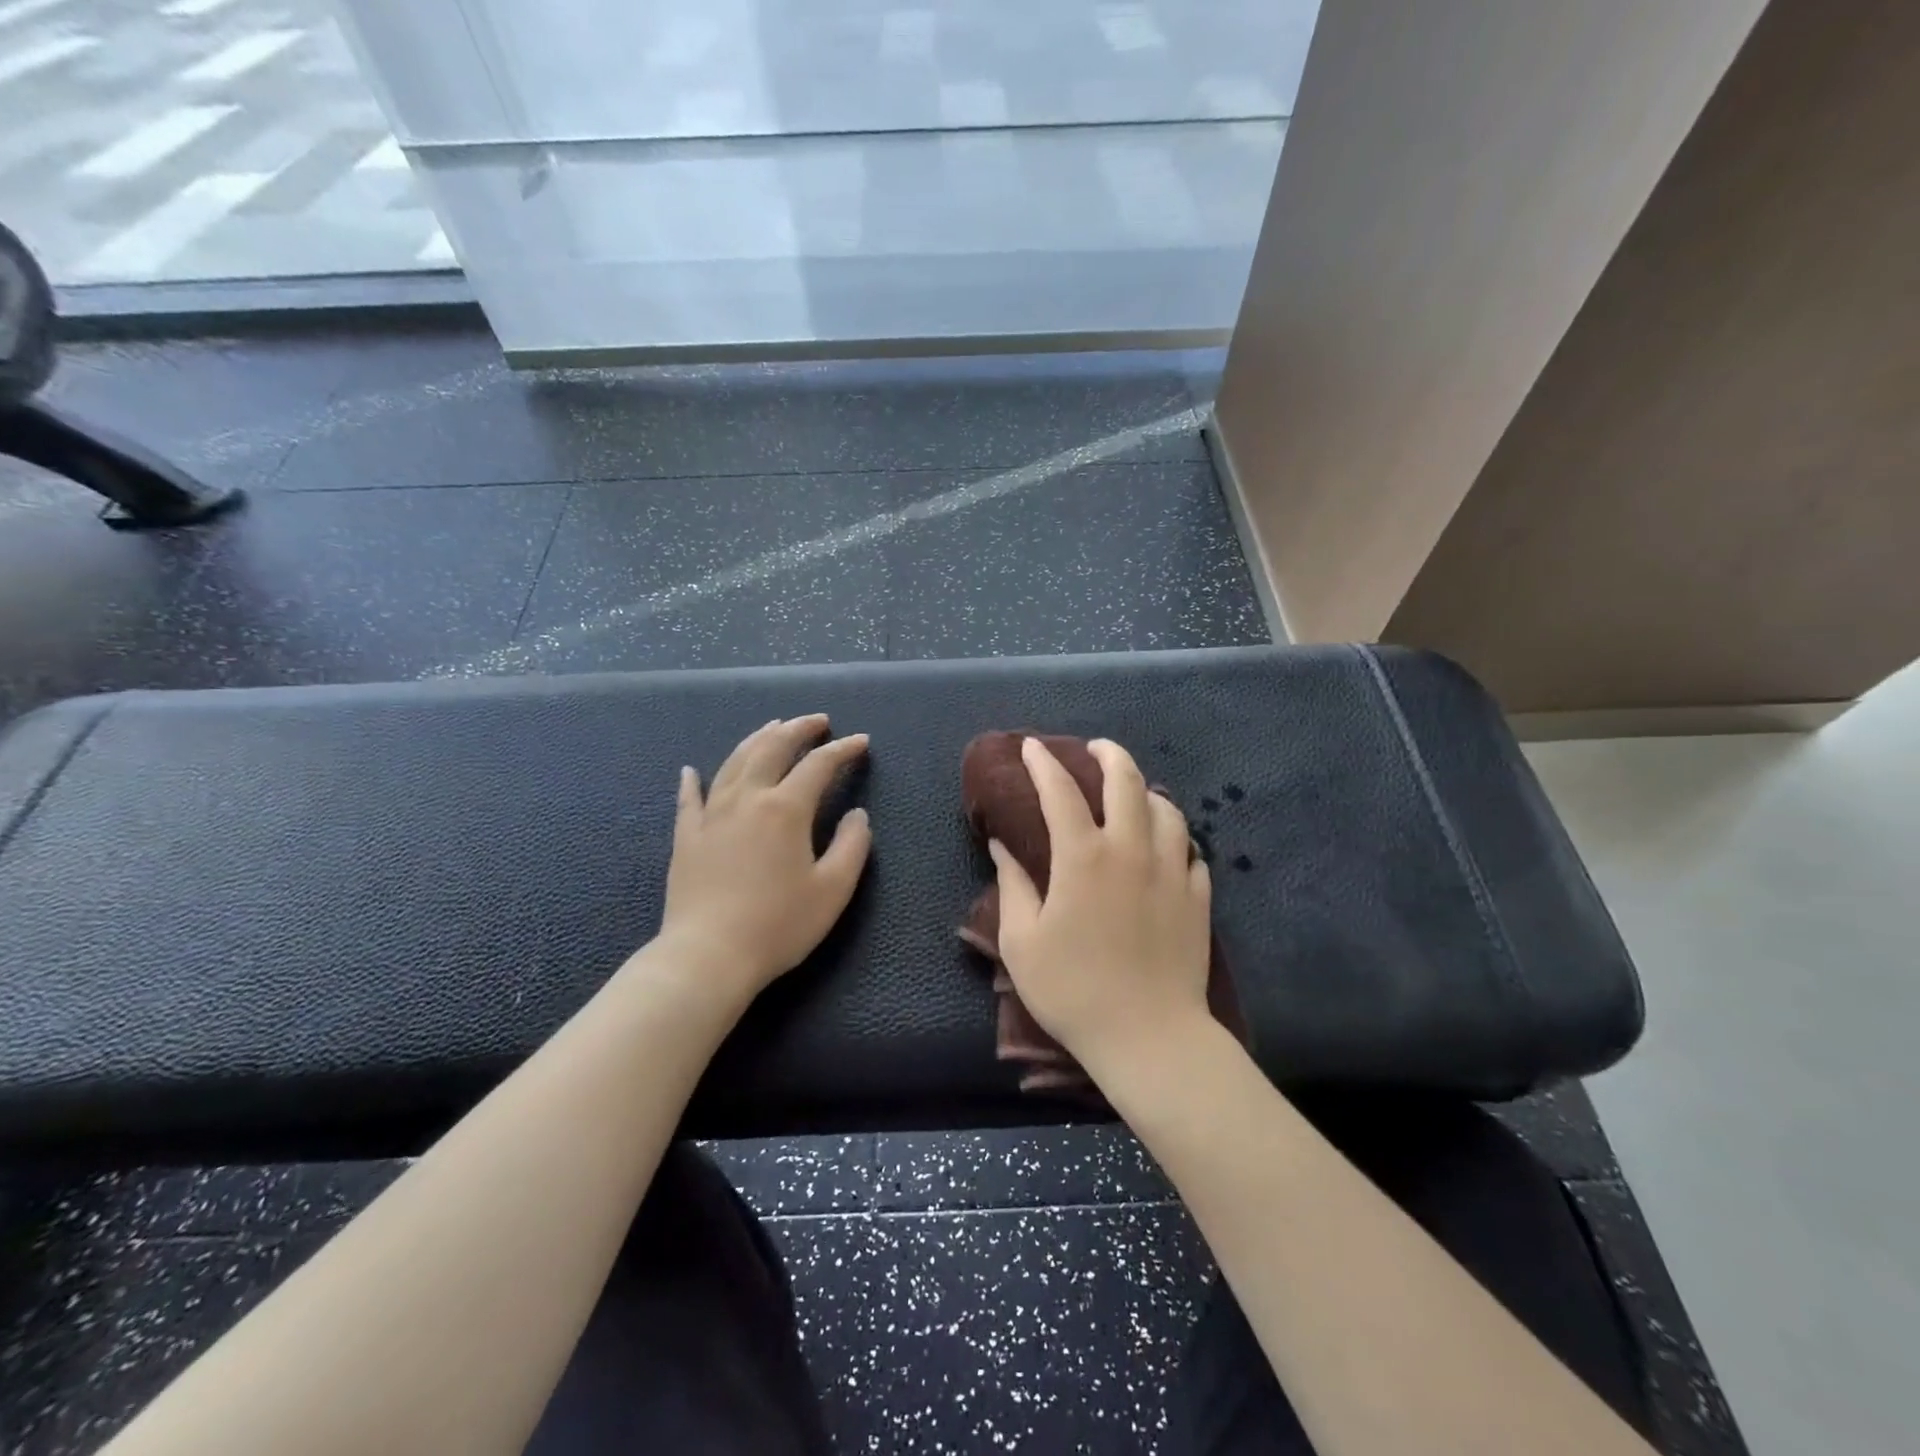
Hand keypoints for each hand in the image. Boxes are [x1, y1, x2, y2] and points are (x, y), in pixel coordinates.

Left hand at [651, 715, 870, 1008]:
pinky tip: (690, 769)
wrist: (708, 956)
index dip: (843, 750)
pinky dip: (692, 780)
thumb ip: (852, 846)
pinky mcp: (686, 837)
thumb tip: (857, 814)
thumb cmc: (778, 925)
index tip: (861, 742)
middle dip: (798, 729)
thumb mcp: (833, 890)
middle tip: (818, 721)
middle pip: (772, 748)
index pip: (819, 765)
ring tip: (773, 727)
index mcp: (785, 809)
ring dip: (757, 739)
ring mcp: (711, 815)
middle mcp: (747, 799)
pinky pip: (689, 798)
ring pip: (734, 762)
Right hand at [990, 738, 1211, 1070]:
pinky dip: (1175, 837)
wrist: (1149, 1038)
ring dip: (1146, 792)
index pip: (1060, 791)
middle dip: (1108, 754)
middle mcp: (1132, 850)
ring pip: (1167, 809)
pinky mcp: (1198, 896)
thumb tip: (1002, 845)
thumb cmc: (1073, 990)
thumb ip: (1012, 885)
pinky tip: (1166, 847)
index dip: (1043, 763)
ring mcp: (1172, 871)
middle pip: (1126, 781)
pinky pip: (1191, 850)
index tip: (1032, 748)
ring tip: (1133, 796)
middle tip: (1095, 750)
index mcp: (1083, 857)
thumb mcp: (1022, 942)